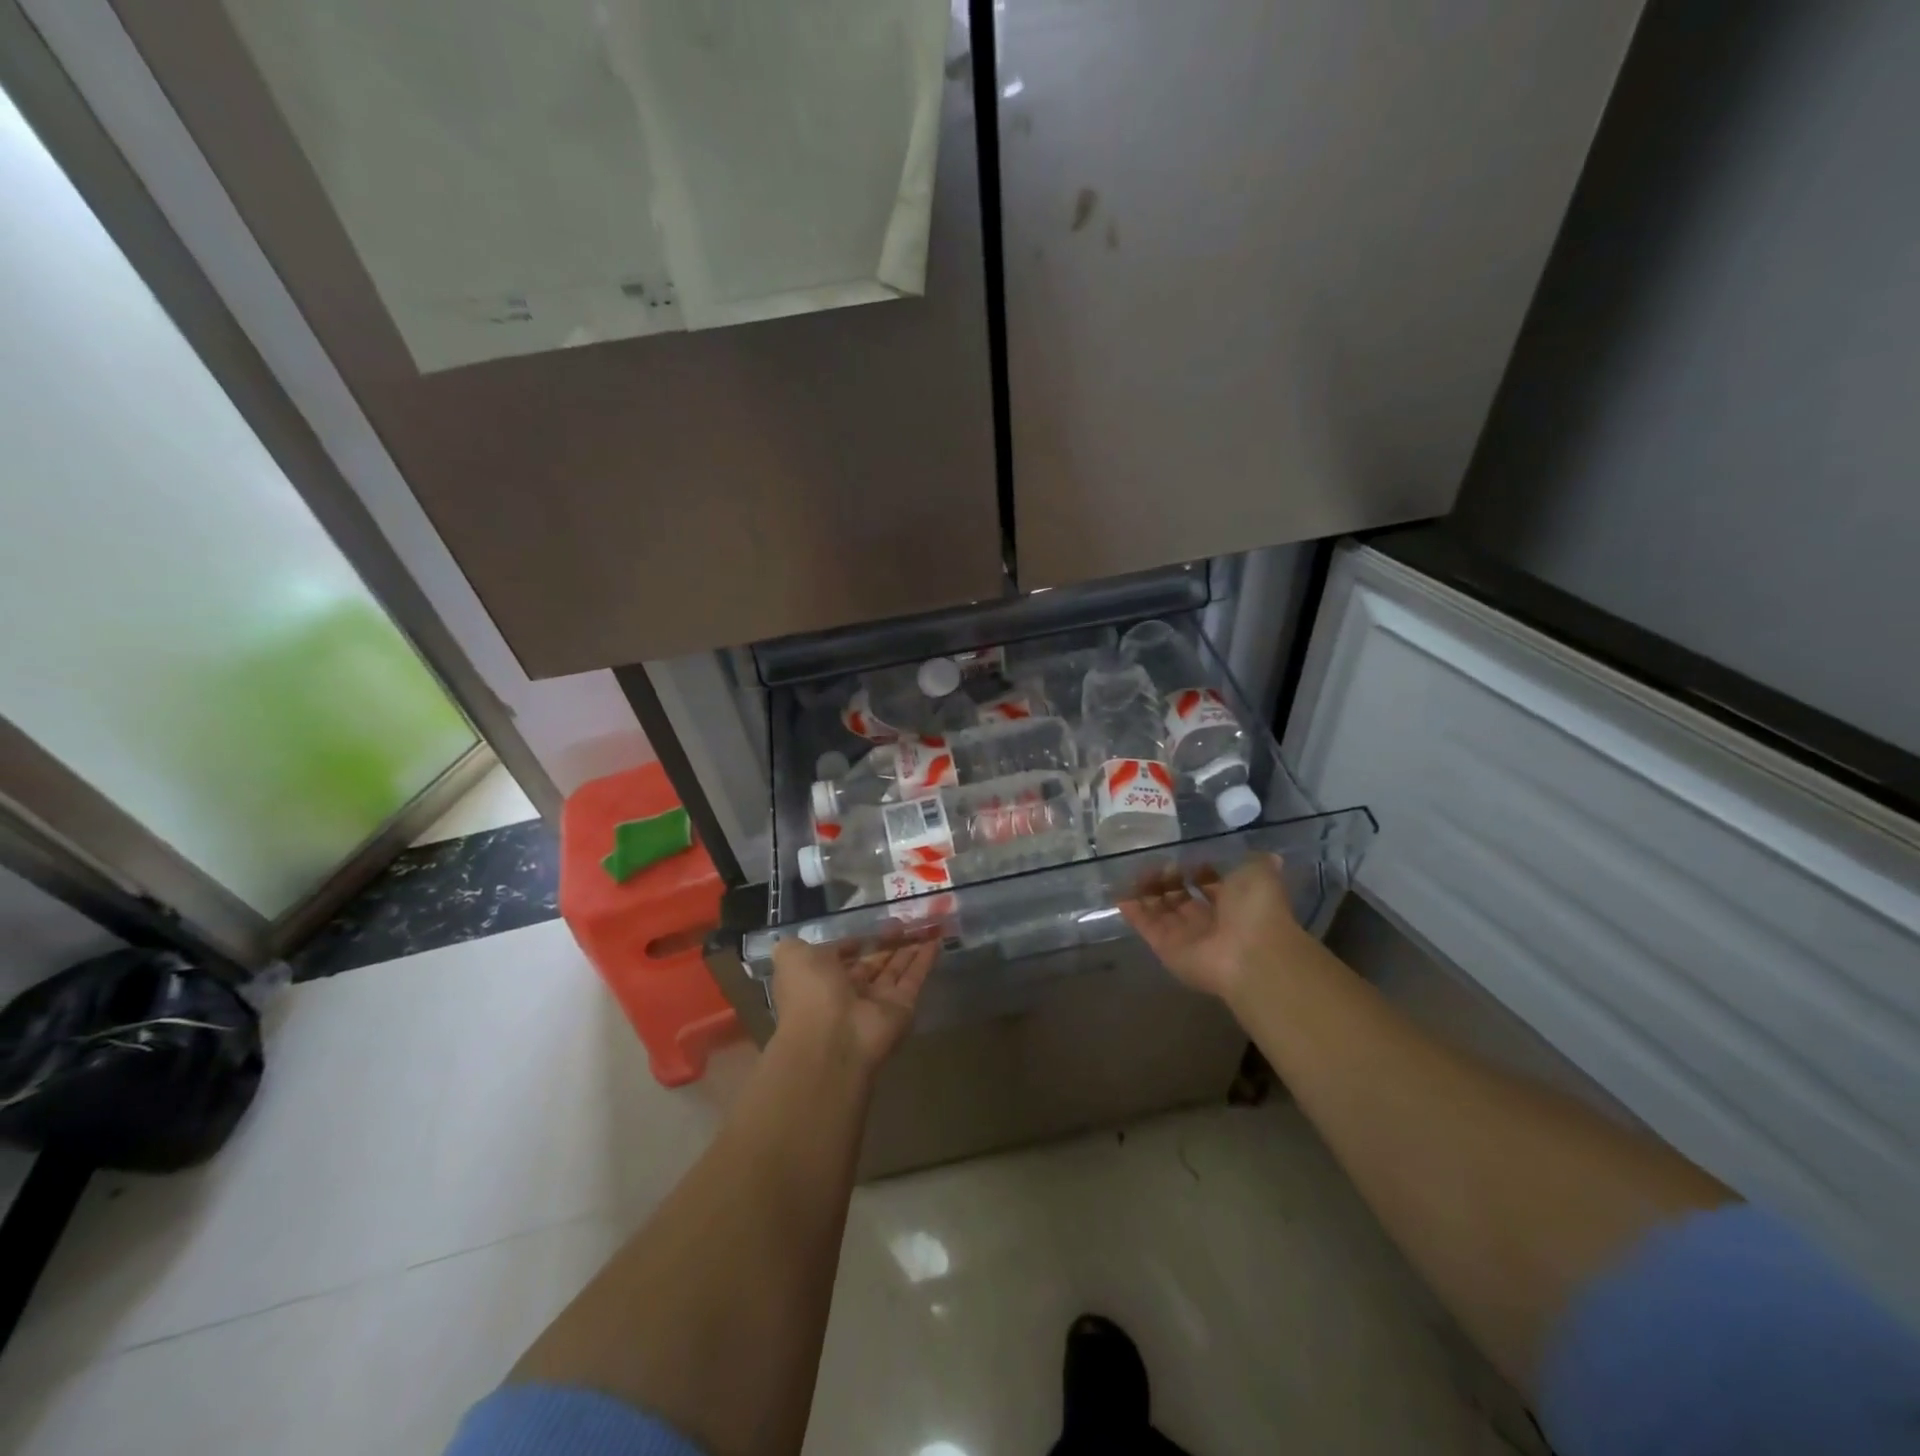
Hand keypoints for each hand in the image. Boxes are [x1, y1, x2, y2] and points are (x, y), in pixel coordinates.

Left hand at [770, 936, 936, 1068]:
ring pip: (895, 969)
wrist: (832, 1038)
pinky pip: (914, 979)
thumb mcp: (791, 957)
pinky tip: (936, 939)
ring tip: (924, 923)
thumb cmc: (810, 992)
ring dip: (908, 947)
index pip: (841, 957)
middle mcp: (849, 992)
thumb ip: (798, 945)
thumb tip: (813, 941)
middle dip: (886, 942)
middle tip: (904, 920)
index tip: (873, 923)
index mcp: (820, 979)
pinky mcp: (902, 1008)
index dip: (855, 941)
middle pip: (872, 963)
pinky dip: (925, 959)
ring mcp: (876, 1002)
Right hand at [1120, 854, 1305, 1000]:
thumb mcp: (1261, 874)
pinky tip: (1119, 893)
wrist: (1250, 955)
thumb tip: (1268, 856)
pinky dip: (1132, 910)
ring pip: (1160, 910)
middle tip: (1157, 862)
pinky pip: (1144, 925)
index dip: (1197, 870)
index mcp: (1234, 903)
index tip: (1185, 856)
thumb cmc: (1256, 910)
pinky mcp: (1164, 947)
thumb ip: (1257, 863)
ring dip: (1148, 890)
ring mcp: (1185, 936)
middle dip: (1168, 878)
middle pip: (1181, 897)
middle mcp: (1209, 921)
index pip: (1209, 885)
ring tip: (1138, 871)